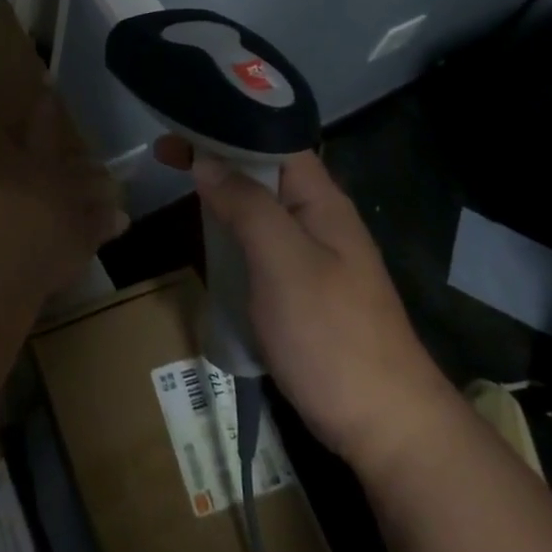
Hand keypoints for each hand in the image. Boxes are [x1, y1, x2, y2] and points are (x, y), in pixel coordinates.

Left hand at [0, 54, 125, 291]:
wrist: (0, 253)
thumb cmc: (40, 254)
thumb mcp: (76, 244)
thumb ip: (96, 226)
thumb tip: (123, 217)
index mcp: (51, 179)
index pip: (59, 150)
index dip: (59, 127)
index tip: (59, 104)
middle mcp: (20, 158)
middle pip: (29, 128)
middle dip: (39, 110)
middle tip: (43, 87)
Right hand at [155, 138, 453, 471]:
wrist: (386, 428)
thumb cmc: (333, 336)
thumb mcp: (284, 263)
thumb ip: (247, 206)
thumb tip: (206, 160)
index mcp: (321, 200)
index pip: (273, 139)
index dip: (229, 125)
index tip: (182, 123)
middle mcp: (318, 218)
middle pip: (263, 170)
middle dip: (218, 156)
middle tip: (165, 154)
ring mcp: (312, 256)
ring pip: (260, 207)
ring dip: (223, 191)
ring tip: (179, 184)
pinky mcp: (301, 290)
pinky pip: (260, 243)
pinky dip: (231, 230)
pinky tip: (209, 237)